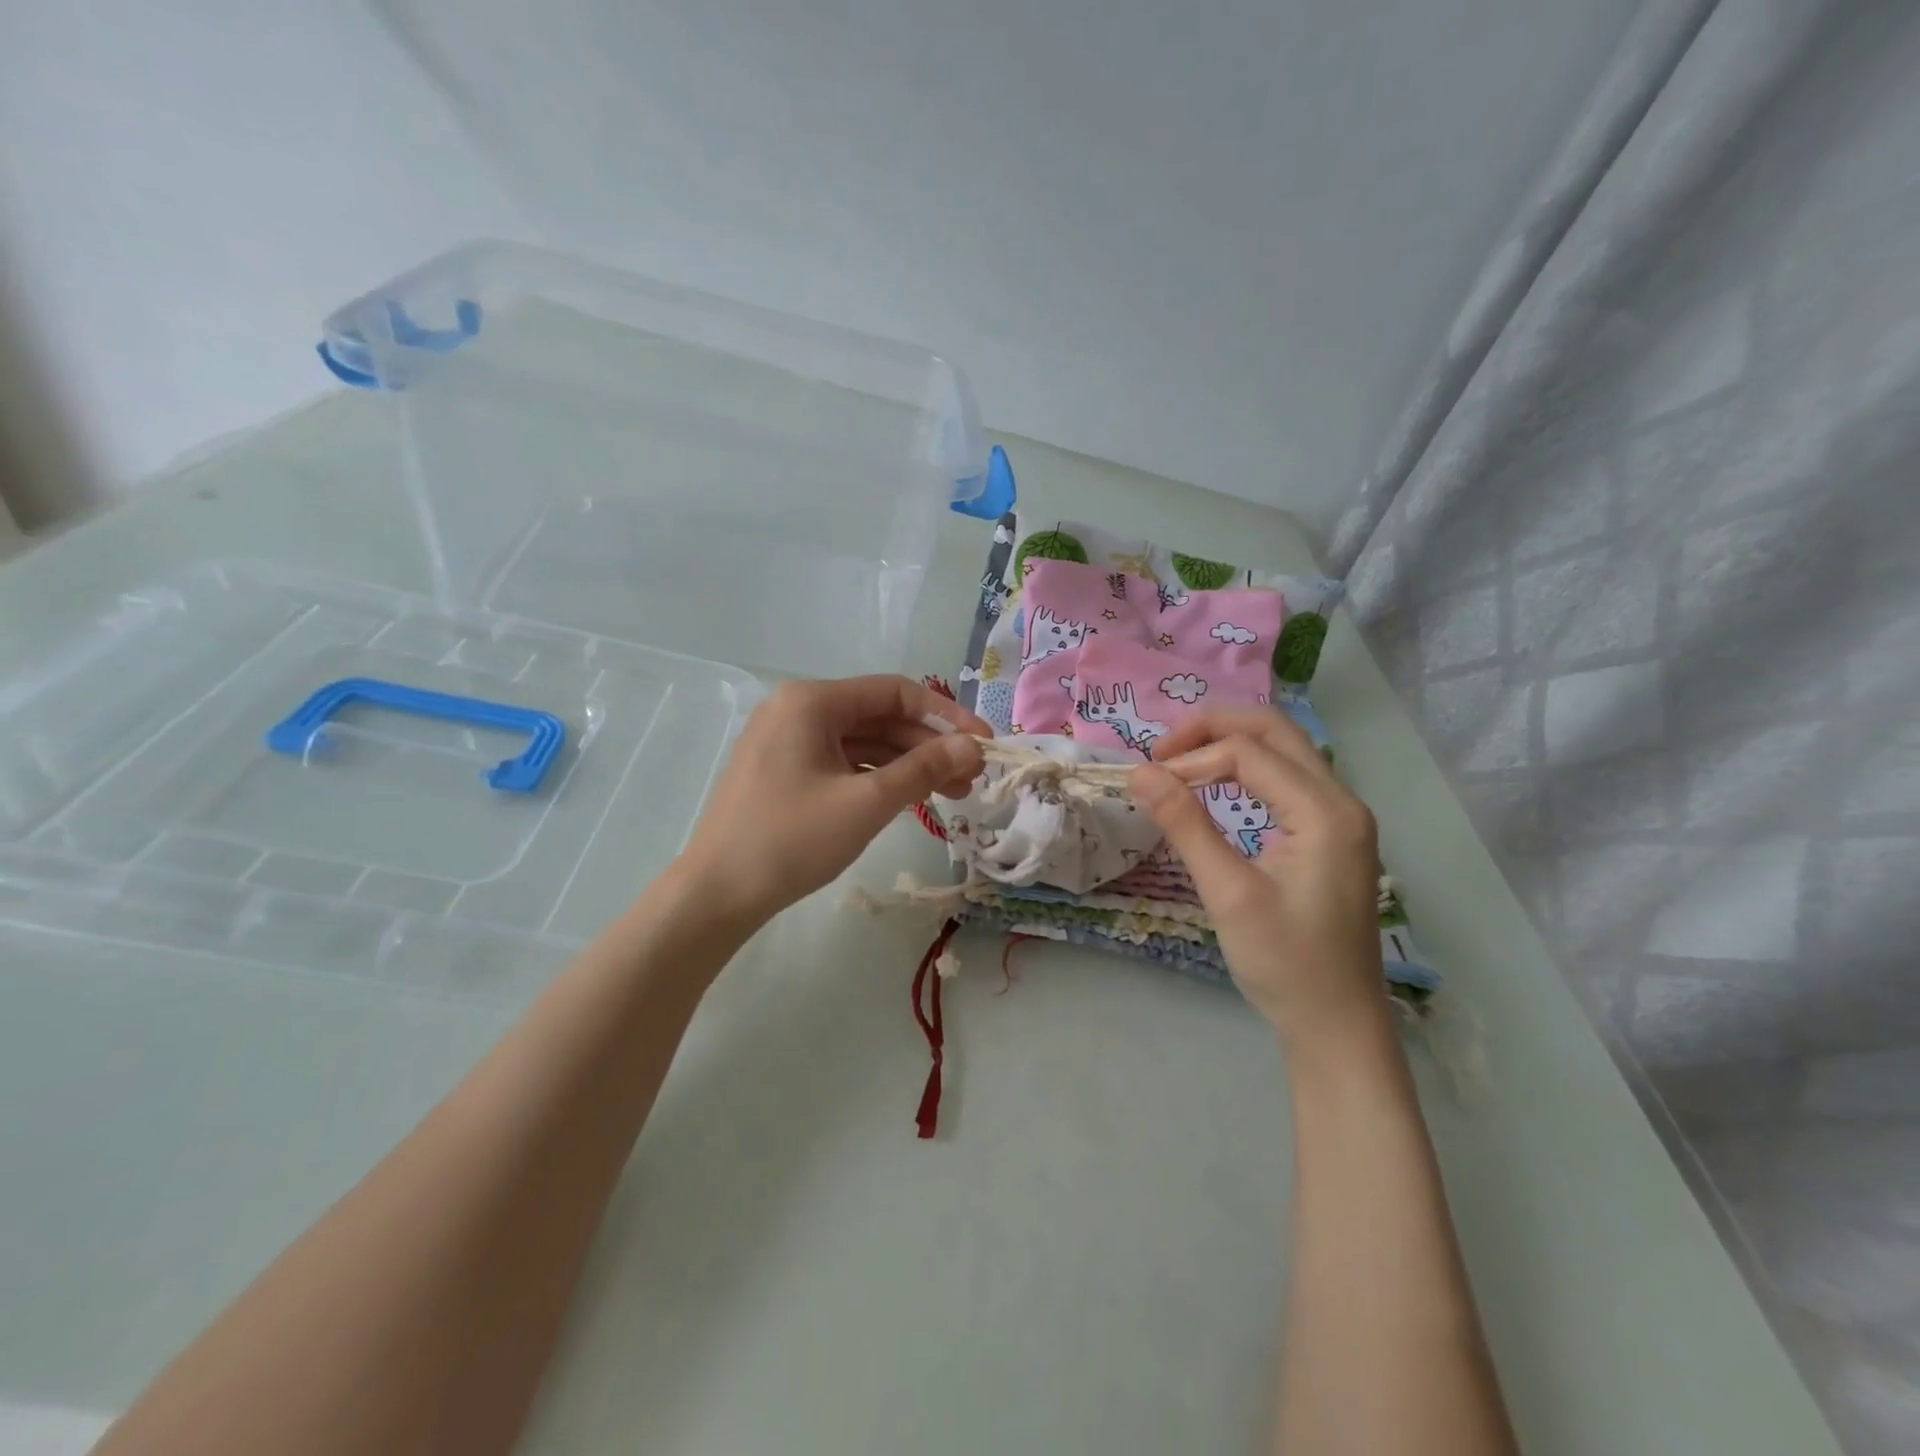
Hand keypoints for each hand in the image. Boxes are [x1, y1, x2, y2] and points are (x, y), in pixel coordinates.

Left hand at [678, 676, 987, 922]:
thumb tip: (972, 748)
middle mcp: (797, 708)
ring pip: (862, 742)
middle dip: (928, 746)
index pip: (895, 692)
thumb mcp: (866, 802)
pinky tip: (907, 800)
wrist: (715, 895)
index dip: (946, 717)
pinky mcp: (783, 769)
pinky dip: (876, 777)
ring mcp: (786, 739)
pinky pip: (841, 761)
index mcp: (812, 700)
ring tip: (950, 795)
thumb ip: (923, 769)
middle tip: (971, 779)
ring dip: (906, 765)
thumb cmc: (791, 840)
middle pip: (879, 716)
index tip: (983, 745)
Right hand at [1128, 708, 1384, 1043]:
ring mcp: (1342, 816)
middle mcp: (1342, 801)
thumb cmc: (1285, 964)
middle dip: (1213, 729)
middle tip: (1161, 752)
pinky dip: (1247, 768)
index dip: (1191, 759)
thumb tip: (1140, 773)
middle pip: (1274, 731)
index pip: (1248, 754)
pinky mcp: (1332, 834)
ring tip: (1180, 761)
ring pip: (1284, 749)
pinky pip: (1288, 777)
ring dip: (1230, 744)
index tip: (1147, 784)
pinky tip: (1217, 785)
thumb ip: (1185, 825)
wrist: (1337, 1024)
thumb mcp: (1228, 894)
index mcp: (1325, 812)